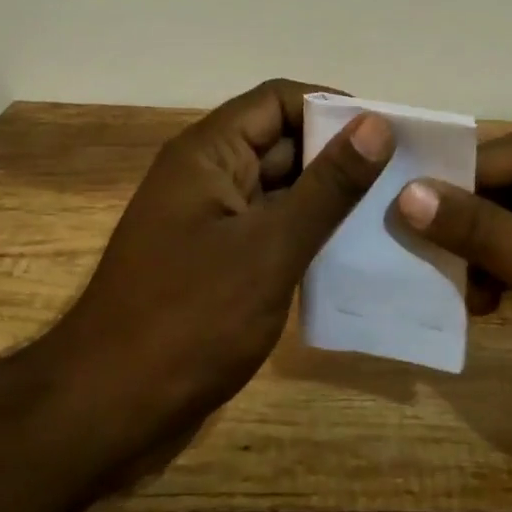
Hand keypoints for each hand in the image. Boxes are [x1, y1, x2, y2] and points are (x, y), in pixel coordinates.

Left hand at [54, 79, 393, 439]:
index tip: (386, 132)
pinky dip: (308, 233)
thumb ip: (327, 186)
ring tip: (389, 212)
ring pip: (280, 188)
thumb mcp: (270, 248)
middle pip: (281, 140)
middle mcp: (208, 175)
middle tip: (402, 175)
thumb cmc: (189, 319)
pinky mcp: (217, 261)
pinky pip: (271, 228)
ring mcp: (211, 220)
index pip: (278, 100)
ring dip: (328, 197)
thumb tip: (376, 124)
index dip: (332, 106)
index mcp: (209, 153)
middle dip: (338, 153)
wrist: (109, 411)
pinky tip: (353, 253)